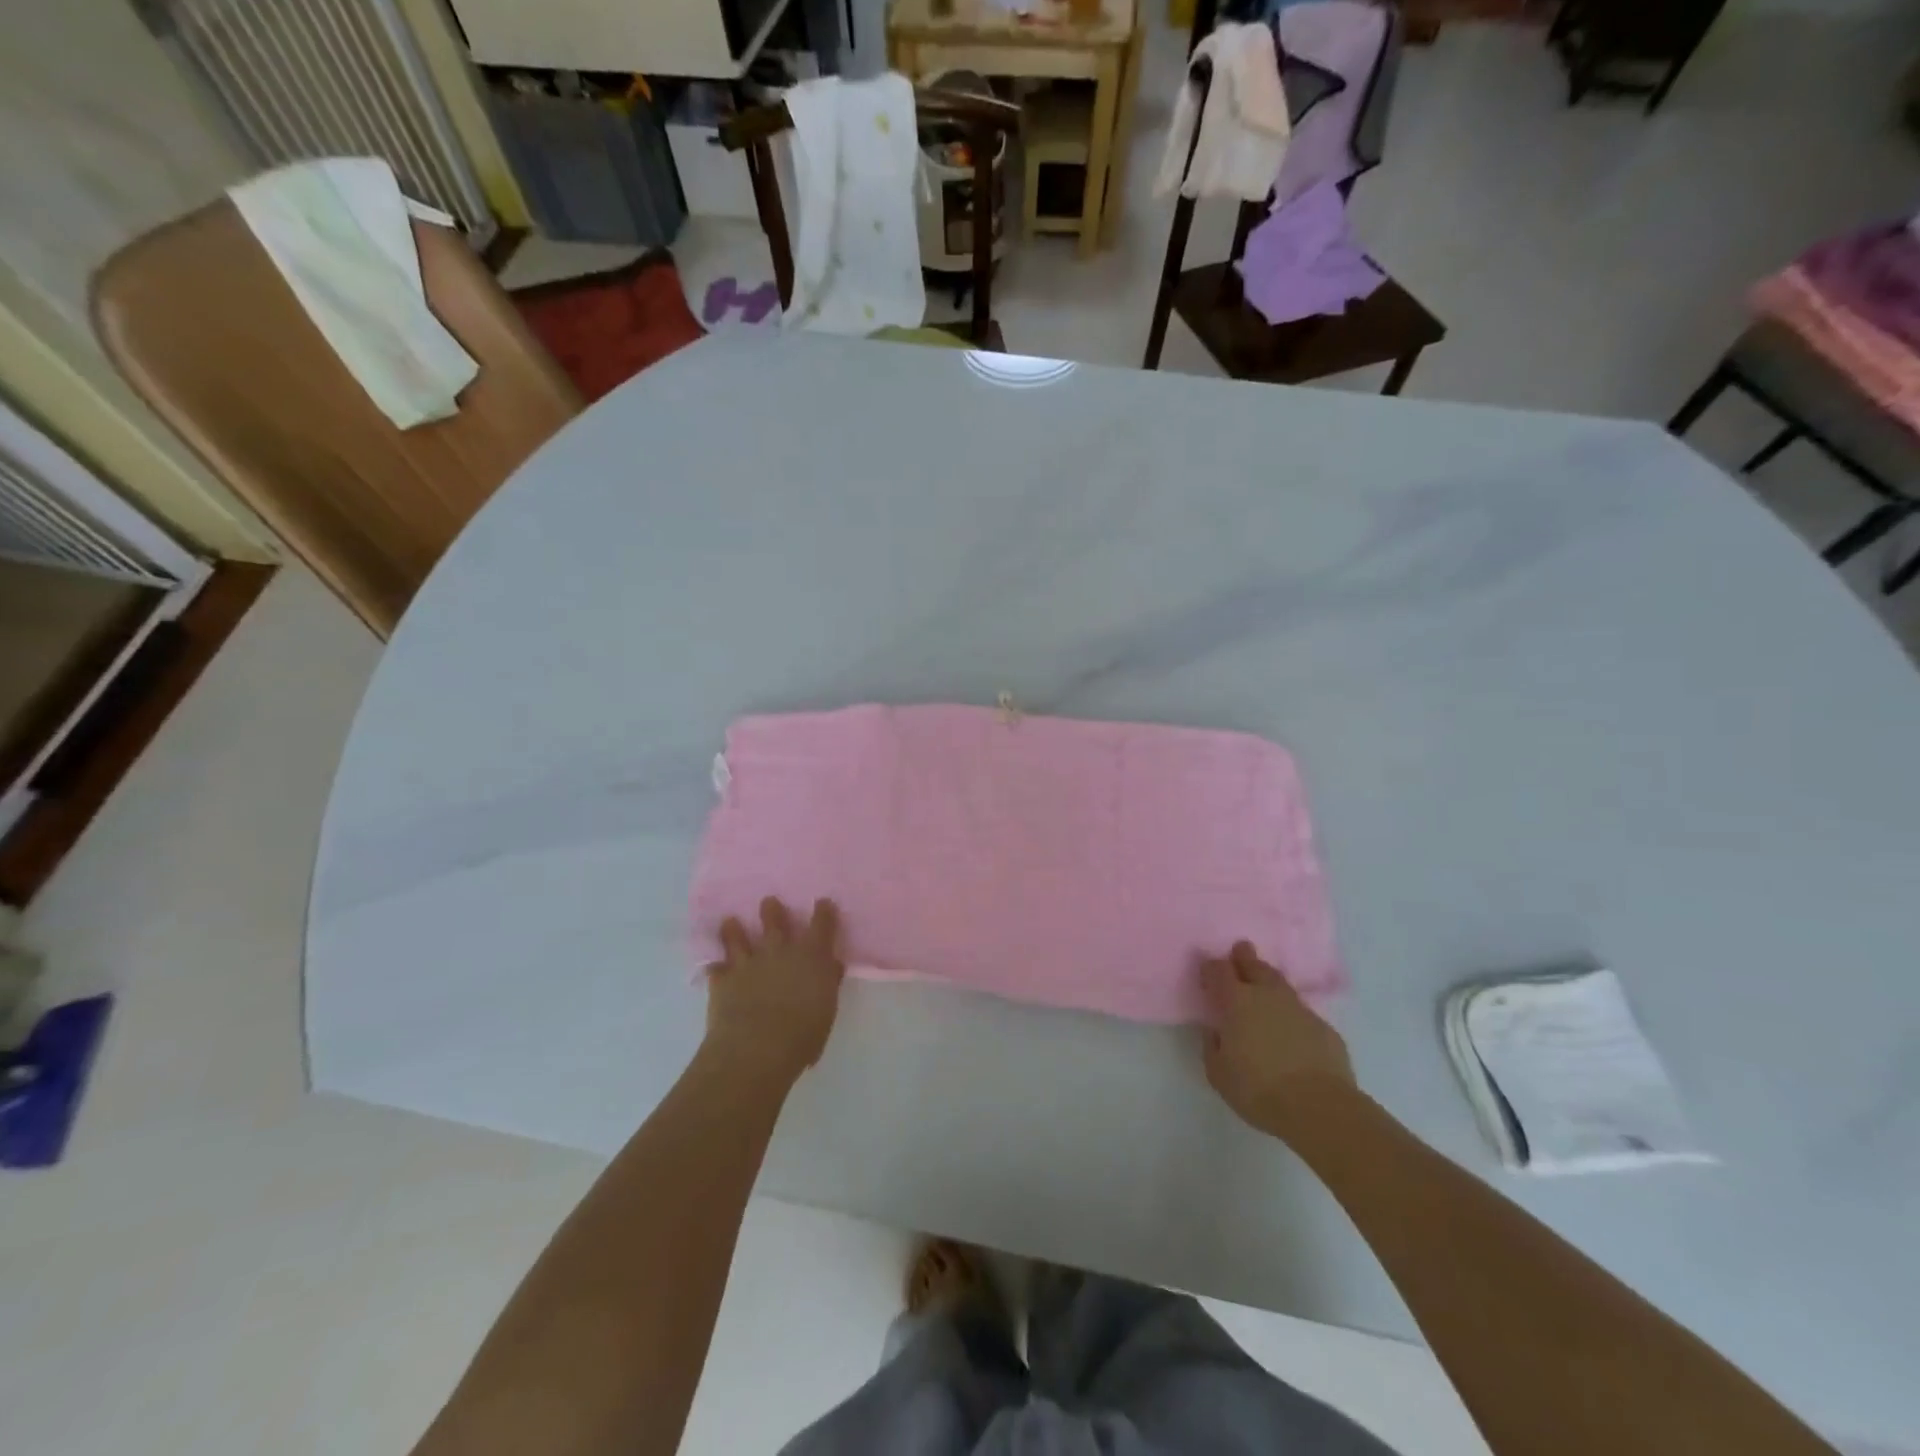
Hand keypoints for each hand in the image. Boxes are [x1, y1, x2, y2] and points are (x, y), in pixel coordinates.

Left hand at [705, 897, 844, 1084]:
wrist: (758, 1047)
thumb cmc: (803, 1033)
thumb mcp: (827, 1009)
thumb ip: (828, 983)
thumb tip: (830, 966)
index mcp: (812, 956)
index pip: (822, 925)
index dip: (823, 912)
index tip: (822, 903)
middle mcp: (780, 951)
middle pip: (775, 922)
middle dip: (772, 911)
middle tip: (769, 902)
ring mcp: (748, 963)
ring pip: (738, 938)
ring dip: (735, 930)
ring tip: (730, 921)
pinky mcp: (723, 980)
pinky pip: (716, 968)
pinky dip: (716, 967)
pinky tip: (713, 966)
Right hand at [1201, 941, 1355, 1137]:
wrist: (1319, 1108)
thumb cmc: (1258, 1089)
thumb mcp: (1218, 1073)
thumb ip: (1213, 1046)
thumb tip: (1217, 1032)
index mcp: (1236, 1002)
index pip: (1218, 971)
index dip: (1211, 968)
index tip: (1208, 972)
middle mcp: (1267, 996)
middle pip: (1254, 966)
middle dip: (1245, 957)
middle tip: (1240, 950)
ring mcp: (1299, 1009)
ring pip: (1280, 984)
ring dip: (1269, 981)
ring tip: (1264, 984)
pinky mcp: (1324, 1028)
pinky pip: (1301, 1013)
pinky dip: (1291, 1014)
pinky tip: (1290, 1029)